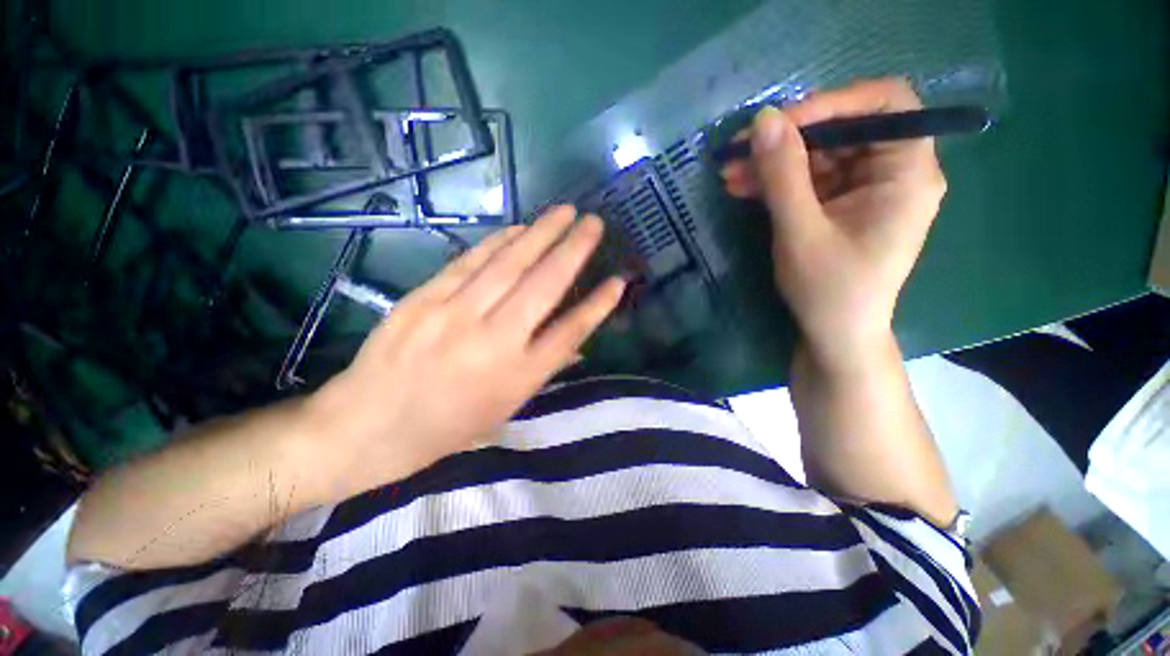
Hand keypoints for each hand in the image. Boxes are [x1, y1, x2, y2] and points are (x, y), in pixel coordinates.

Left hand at [303, 207, 624, 501]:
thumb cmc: (448, 426)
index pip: (571, 331)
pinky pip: (471, 261)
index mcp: (518, 376)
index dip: (598, 304)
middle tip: (594, 223)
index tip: (618, 280)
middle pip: (544, 285)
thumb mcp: (505, 408)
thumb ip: (544, 370)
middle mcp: (494, 341)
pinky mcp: (426, 299)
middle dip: (574, 250)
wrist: (370, 425)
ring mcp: (457, 315)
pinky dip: (499, 241)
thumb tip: (578, 345)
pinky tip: (519, 227)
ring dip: (541, 234)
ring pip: (509, 264)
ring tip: (565, 212)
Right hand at [721, 78, 945, 368]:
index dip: (832, 103)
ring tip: (730, 174)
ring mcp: (866, 189)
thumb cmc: (829, 290)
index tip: (779, 124)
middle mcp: (894, 172)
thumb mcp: (801, 231)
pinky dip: (777, 182)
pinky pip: (809, 180)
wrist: (834, 335)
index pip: (884, 104)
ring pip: (819, 156)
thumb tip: (763, 119)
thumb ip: (783, 175)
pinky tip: (744, 187)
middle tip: (738, 151)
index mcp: (907, 173)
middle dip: (788, 139)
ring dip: (773, 163)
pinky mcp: (842, 205)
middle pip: (844, 130)